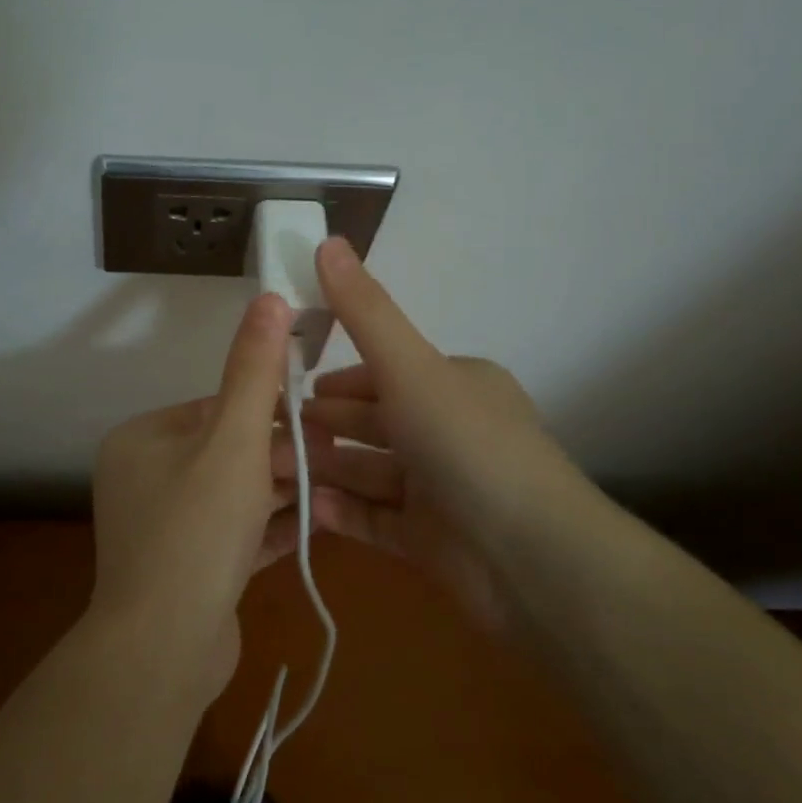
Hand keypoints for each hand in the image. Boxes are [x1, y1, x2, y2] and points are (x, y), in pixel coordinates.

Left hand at [88, 293, 299, 697]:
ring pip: (233, 494)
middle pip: (226, 451)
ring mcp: (161, 527)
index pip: (215, 407)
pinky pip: (231, 534)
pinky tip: (314, 527)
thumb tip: (270, 298)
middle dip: (280, 455)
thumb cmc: (197, 529)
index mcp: (142, 439)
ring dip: (280, 491)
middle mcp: (143, 477)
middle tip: (333, 458)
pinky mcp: (184, 568)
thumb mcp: (234, 441)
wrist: (163, 651)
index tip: (318, 420)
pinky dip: (267, 528)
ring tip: (333, 487)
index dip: (269, 412)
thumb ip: (254, 371)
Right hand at [292, 238, 595, 628]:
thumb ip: (364, 311)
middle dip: (321, 426)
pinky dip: (342, 513)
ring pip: (368, 472)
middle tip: (267, 434)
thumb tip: (327, 239)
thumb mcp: (411, 368)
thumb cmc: (468, 447)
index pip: (383, 373)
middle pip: (372, 424)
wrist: (535, 562)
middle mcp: (448, 431)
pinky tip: (305, 510)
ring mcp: (440, 489)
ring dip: (324, 470)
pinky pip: (375, 519)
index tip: (289, 388)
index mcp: (452, 384)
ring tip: (271, 472)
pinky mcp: (432, 541)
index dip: (337, 381)